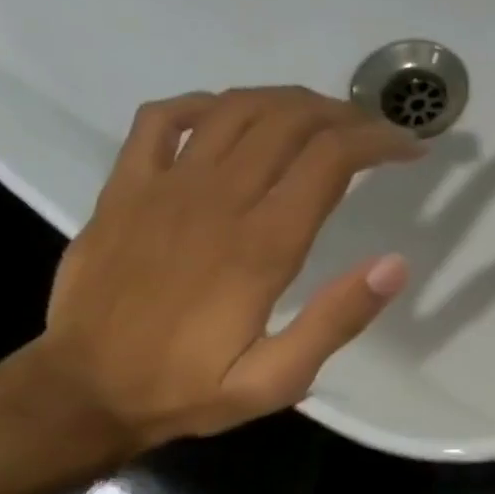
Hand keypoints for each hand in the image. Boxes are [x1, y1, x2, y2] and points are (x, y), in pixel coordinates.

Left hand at [18, 86, 423, 455]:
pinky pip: (162, 118)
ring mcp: (163, 186)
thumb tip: (395, 265)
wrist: (83, 391)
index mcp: (261, 244)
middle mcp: (215, 200)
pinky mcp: (125, 188)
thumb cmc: (191, 386)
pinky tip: (235, 118)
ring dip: (290, 102)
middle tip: (377, 132)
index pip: (329, 160)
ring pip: (234, 109)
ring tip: (325, 119)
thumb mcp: (279, 378)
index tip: (410, 149)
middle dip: (345, 115)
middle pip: (288, 121)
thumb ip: (336, 319)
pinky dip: (207, 104)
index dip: (377, 142)